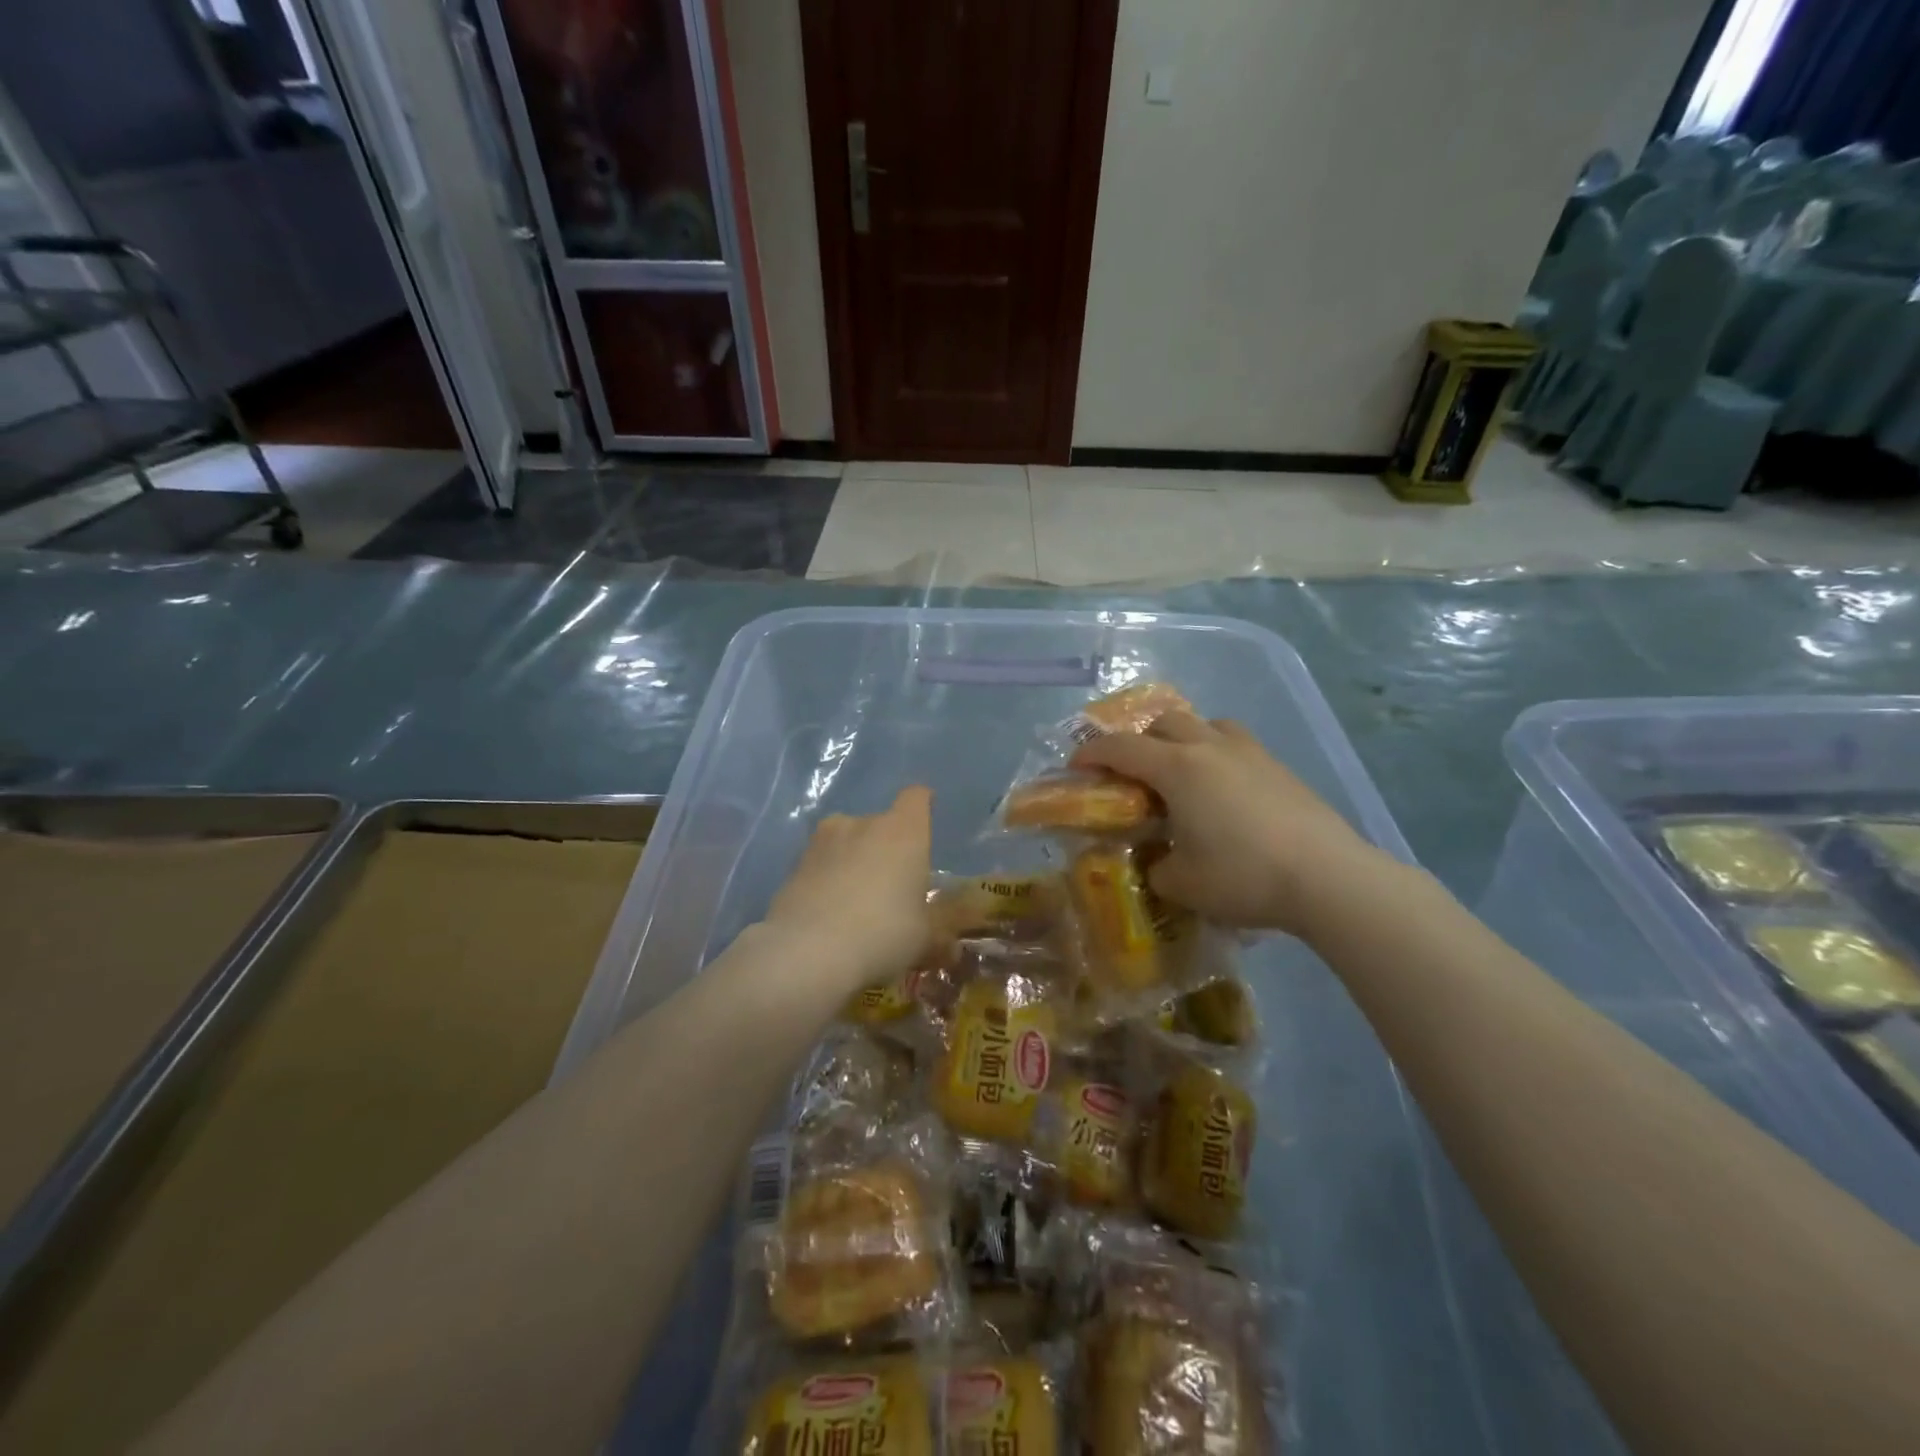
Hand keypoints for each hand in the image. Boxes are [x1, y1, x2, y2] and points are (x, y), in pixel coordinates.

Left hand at [762, 787, 933, 994]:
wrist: (807, 952)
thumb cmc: (883, 933)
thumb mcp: (924, 941)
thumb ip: (938, 937)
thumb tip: (950, 948)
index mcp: (903, 832)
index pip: (916, 798)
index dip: (922, 806)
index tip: (924, 821)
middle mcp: (862, 824)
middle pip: (879, 824)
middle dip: (885, 848)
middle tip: (891, 885)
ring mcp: (822, 842)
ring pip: (845, 842)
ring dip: (852, 862)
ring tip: (855, 901)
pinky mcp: (792, 866)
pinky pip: (819, 867)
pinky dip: (825, 882)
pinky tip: (828, 916)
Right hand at [1073, 713, 1388, 935]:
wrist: (1327, 877)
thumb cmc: (1242, 876)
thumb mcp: (1180, 883)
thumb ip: (1155, 867)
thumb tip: (1158, 860)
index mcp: (1177, 768)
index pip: (1121, 748)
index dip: (1092, 753)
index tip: (1076, 766)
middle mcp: (1210, 748)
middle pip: (1164, 721)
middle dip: (1139, 740)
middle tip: (1132, 773)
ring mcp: (1250, 753)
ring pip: (1205, 724)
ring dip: (1182, 739)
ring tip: (1181, 773)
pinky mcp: (1279, 767)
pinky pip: (1235, 744)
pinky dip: (1216, 755)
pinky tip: (1223, 791)